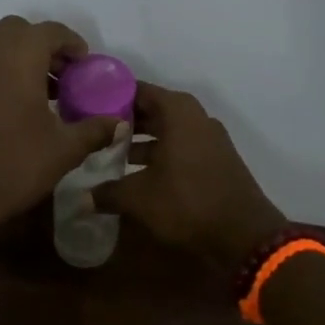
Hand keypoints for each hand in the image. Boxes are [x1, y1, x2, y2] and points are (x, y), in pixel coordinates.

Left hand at [0, 17, 121, 237]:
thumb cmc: (12, 165)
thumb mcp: (63, 150)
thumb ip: (94, 130)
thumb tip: (118, 123)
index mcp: (18, 56)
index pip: (50, 31)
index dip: (72, 44)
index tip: (86, 67)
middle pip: (19, 32)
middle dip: (43, 46)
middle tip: (64, 77)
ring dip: (20, 59)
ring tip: (43, 93)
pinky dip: (0, 73)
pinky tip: (15, 108)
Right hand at [93, 82, 285, 270]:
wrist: (244, 234)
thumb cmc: (187, 203)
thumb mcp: (138, 198)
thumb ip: (107, 192)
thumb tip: (81, 198)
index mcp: (177, 112)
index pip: (136, 90)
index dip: (109, 96)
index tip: (85, 106)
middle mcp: (195, 117)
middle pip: (152, 109)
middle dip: (123, 120)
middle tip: (93, 131)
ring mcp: (208, 138)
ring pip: (166, 130)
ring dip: (140, 140)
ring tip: (109, 154)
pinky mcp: (215, 159)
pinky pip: (179, 146)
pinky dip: (158, 153)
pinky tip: (137, 173)